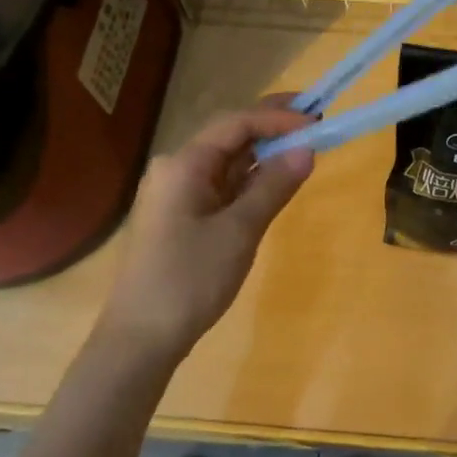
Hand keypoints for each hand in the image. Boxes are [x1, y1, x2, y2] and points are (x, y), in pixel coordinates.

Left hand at [102, 104, 313, 355]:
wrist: (141, 339)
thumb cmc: (190, 279)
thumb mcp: (239, 231)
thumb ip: (274, 186)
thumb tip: (306, 150)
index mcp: (183, 164)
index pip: (236, 123)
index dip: (277, 118)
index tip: (315, 120)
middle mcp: (176, 170)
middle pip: (229, 137)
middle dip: (271, 127)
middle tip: (313, 117)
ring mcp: (177, 194)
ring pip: (227, 163)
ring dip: (263, 154)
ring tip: (303, 146)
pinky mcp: (182, 217)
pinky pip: (222, 186)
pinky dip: (251, 181)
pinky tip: (276, 180)